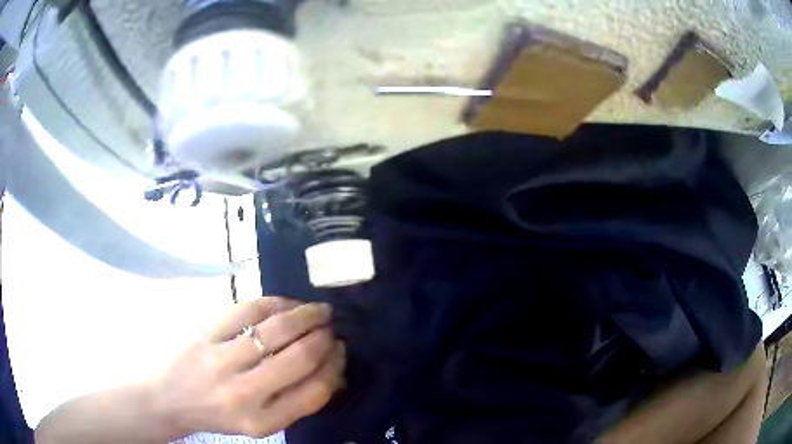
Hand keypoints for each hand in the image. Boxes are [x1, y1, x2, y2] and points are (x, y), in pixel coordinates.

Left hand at [152, 297, 344, 438]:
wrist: (166, 398)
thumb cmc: (217, 414)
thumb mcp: (259, 423)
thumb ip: (293, 401)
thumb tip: (330, 368)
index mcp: (263, 422)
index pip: (315, 392)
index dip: (335, 366)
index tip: (341, 350)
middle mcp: (244, 394)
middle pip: (300, 357)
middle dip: (324, 336)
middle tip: (331, 327)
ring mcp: (221, 361)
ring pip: (277, 328)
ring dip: (306, 314)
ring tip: (318, 310)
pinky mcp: (205, 333)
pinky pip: (248, 310)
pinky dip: (275, 302)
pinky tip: (286, 304)